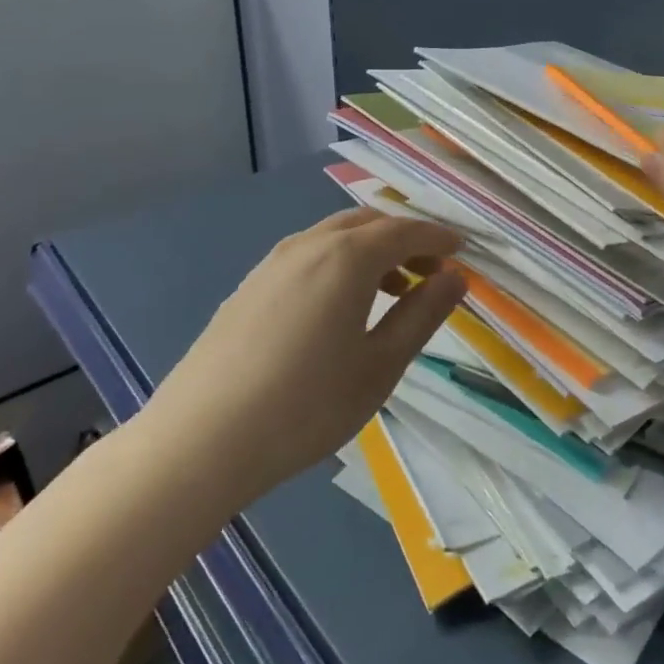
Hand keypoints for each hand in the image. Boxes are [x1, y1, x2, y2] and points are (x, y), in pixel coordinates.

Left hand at [146, 209, 465, 501]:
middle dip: (405, 238)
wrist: (200, 441)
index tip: (462, 250)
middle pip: (368, 223)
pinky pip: (307, 255)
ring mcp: (272, 263)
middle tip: (430, 269)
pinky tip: (337, 306)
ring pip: (334, 236)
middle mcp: (310, 245)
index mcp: (348, 257)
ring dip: (370, 250)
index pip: (405, 230)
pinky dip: (338, 263)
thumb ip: (422, 315)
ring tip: (391, 290)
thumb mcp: (380, 365)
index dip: (438, 237)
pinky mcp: (248, 287)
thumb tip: (455, 278)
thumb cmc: (307, 405)